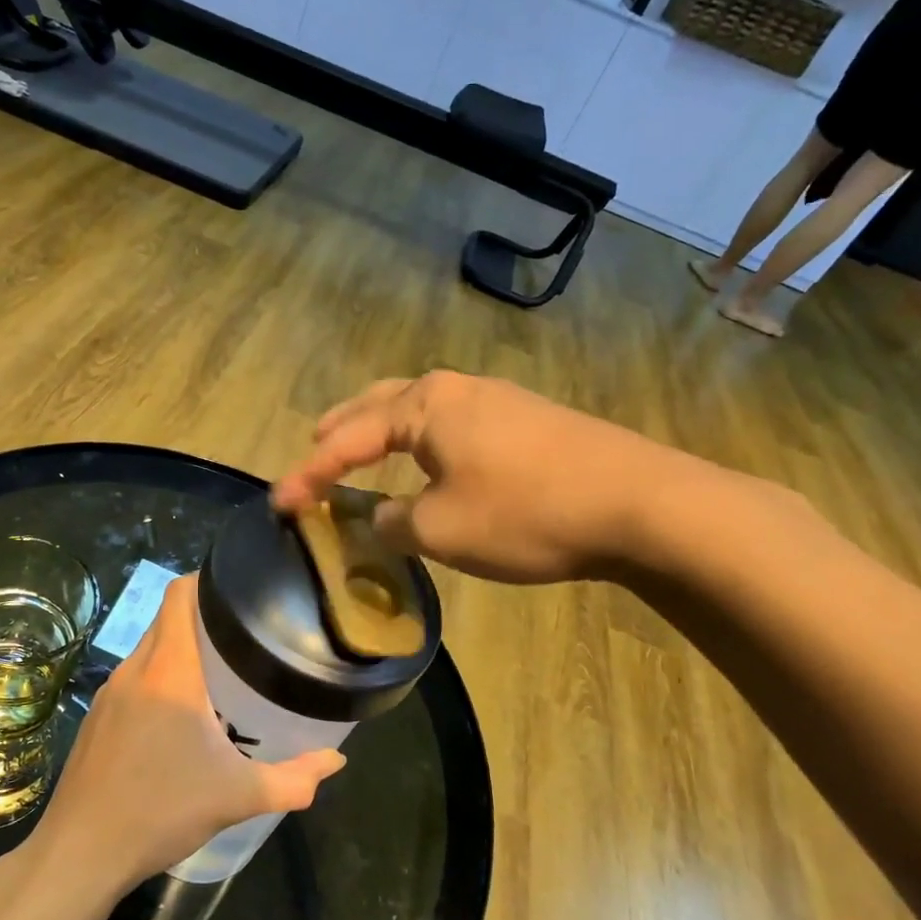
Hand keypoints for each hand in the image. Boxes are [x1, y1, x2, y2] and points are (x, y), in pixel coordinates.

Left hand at [31, 577, 345, 894]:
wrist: (80, 853)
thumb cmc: (161, 809)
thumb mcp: (237, 796)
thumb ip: (293, 778)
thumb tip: (335, 763)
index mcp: (168, 670)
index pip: (178, 595)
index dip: (205, 580)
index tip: (238, 590)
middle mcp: (135, 669)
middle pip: (166, 619)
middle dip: (202, 618)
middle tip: (243, 636)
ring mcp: (109, 692)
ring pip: (147, 650)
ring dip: (178, 650)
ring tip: (217, 673)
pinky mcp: (95, 717)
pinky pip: (132, 678)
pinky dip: (157, 678)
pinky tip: (176, 716)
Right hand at [270, 371, 700, 582]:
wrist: (642, 504)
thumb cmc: (526, 511)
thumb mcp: (443, 529)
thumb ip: (394, 523)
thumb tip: (380, 516)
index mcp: (424, 406)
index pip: (347, 439)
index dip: (309, 475)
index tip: (279, 504)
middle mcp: (455, 390)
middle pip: (379, 404)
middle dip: (343, 429)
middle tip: (315, 450)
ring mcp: (496, 401)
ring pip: (419, 412)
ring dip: (383, 431)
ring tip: (364, 452)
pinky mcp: (528, 421)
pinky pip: (453, 426)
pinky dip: (422, 443)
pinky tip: (431, 463)